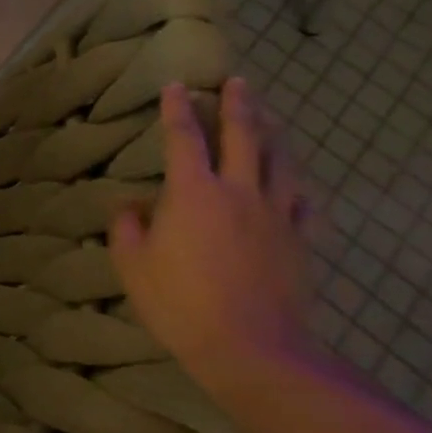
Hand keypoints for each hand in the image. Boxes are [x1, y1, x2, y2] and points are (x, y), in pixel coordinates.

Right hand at [109, 78, 313, 392]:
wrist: (253, 350)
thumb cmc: (180, 303)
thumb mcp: (132, 264)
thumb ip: (128, 226)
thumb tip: (133, 205)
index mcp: (193, 193)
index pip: (183, 138)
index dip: (177, 109)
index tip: (175, 85)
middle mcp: (238, 191)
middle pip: (243, 136)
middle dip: (238, 105)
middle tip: (237, 82)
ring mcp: (276, 215)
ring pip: (280, 161)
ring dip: (273, 133)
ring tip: (269, 115)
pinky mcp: (300, 240)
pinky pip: (303, 201)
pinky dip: (297, 183)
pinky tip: (295, 181)